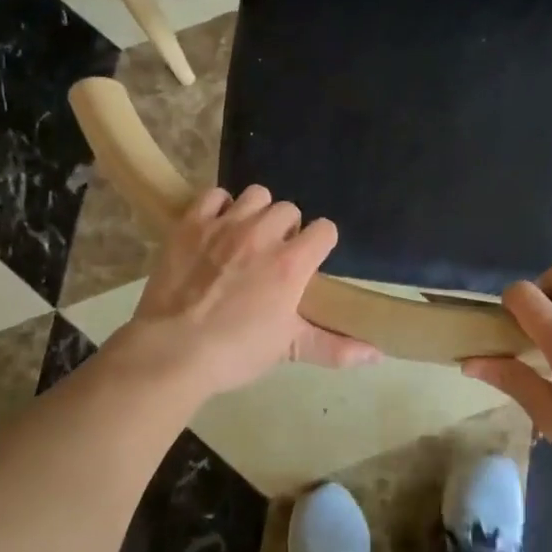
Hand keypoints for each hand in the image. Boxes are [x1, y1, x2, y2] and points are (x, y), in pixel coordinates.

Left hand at [119, 185, 379, 398]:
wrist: (173, 351)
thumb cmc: (236, 352)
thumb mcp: (289, 348)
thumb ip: (334, 347)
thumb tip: (378, 356)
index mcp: (291, 263)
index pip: (325, 229)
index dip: (320, 243)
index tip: (309, 261)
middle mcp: (263, 234)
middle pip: (289, 209)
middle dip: (287, 228)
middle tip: (273, 254)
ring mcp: (225, 225)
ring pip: (256, 195)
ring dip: (256, 212)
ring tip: (246, 236)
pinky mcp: (192, 224)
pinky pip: (214, 195)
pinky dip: (218, 207)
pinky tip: (216, 227)